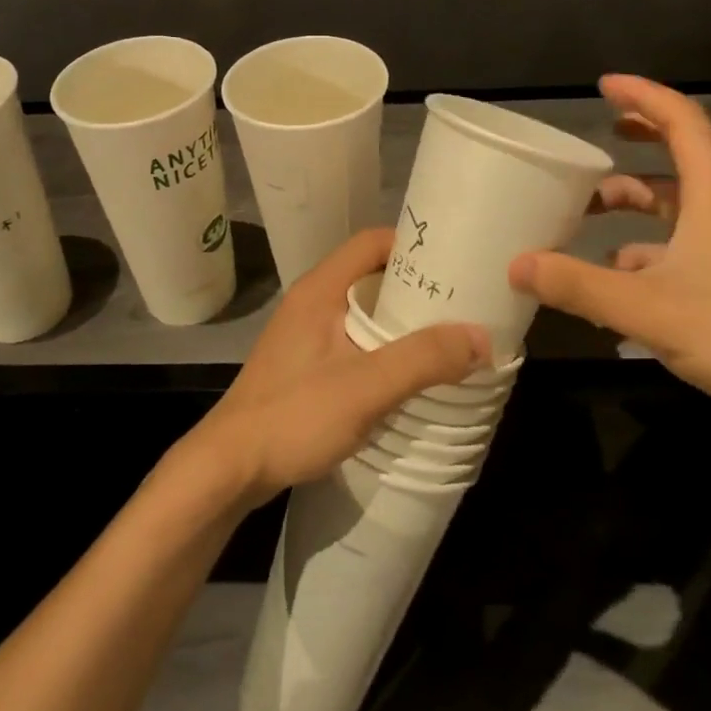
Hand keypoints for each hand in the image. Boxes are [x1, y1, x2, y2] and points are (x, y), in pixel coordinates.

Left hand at [190, 228, 489, 505]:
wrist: (228, 468)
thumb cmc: (294, 416)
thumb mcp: (367, 387)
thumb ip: (423, 359)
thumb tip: (482, 338)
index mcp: (321, 288)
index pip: (373, 242)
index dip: (414, 246)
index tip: (455, 263)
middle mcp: (311, 300)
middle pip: (372, 274)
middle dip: (416, 287)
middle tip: (460, 304)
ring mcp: (305, 333)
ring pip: (363, 310)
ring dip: (401, 320)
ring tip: (444, 337)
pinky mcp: (304, 364)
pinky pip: (353, 338)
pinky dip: (383, 345)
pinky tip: (407, 372)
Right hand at [508, 75, 710, 429]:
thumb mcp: (645, 308)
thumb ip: (578, 286)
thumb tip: (516, 264)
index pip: (684, 123)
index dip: (645, 96)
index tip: (604, 87)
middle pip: (690, 149)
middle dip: (648, 131)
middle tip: (609, 127)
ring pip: (678, 200)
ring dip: (636, 195)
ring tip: (589, 208)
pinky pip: (675, 243)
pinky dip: (640, 245)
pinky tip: (609, 271)